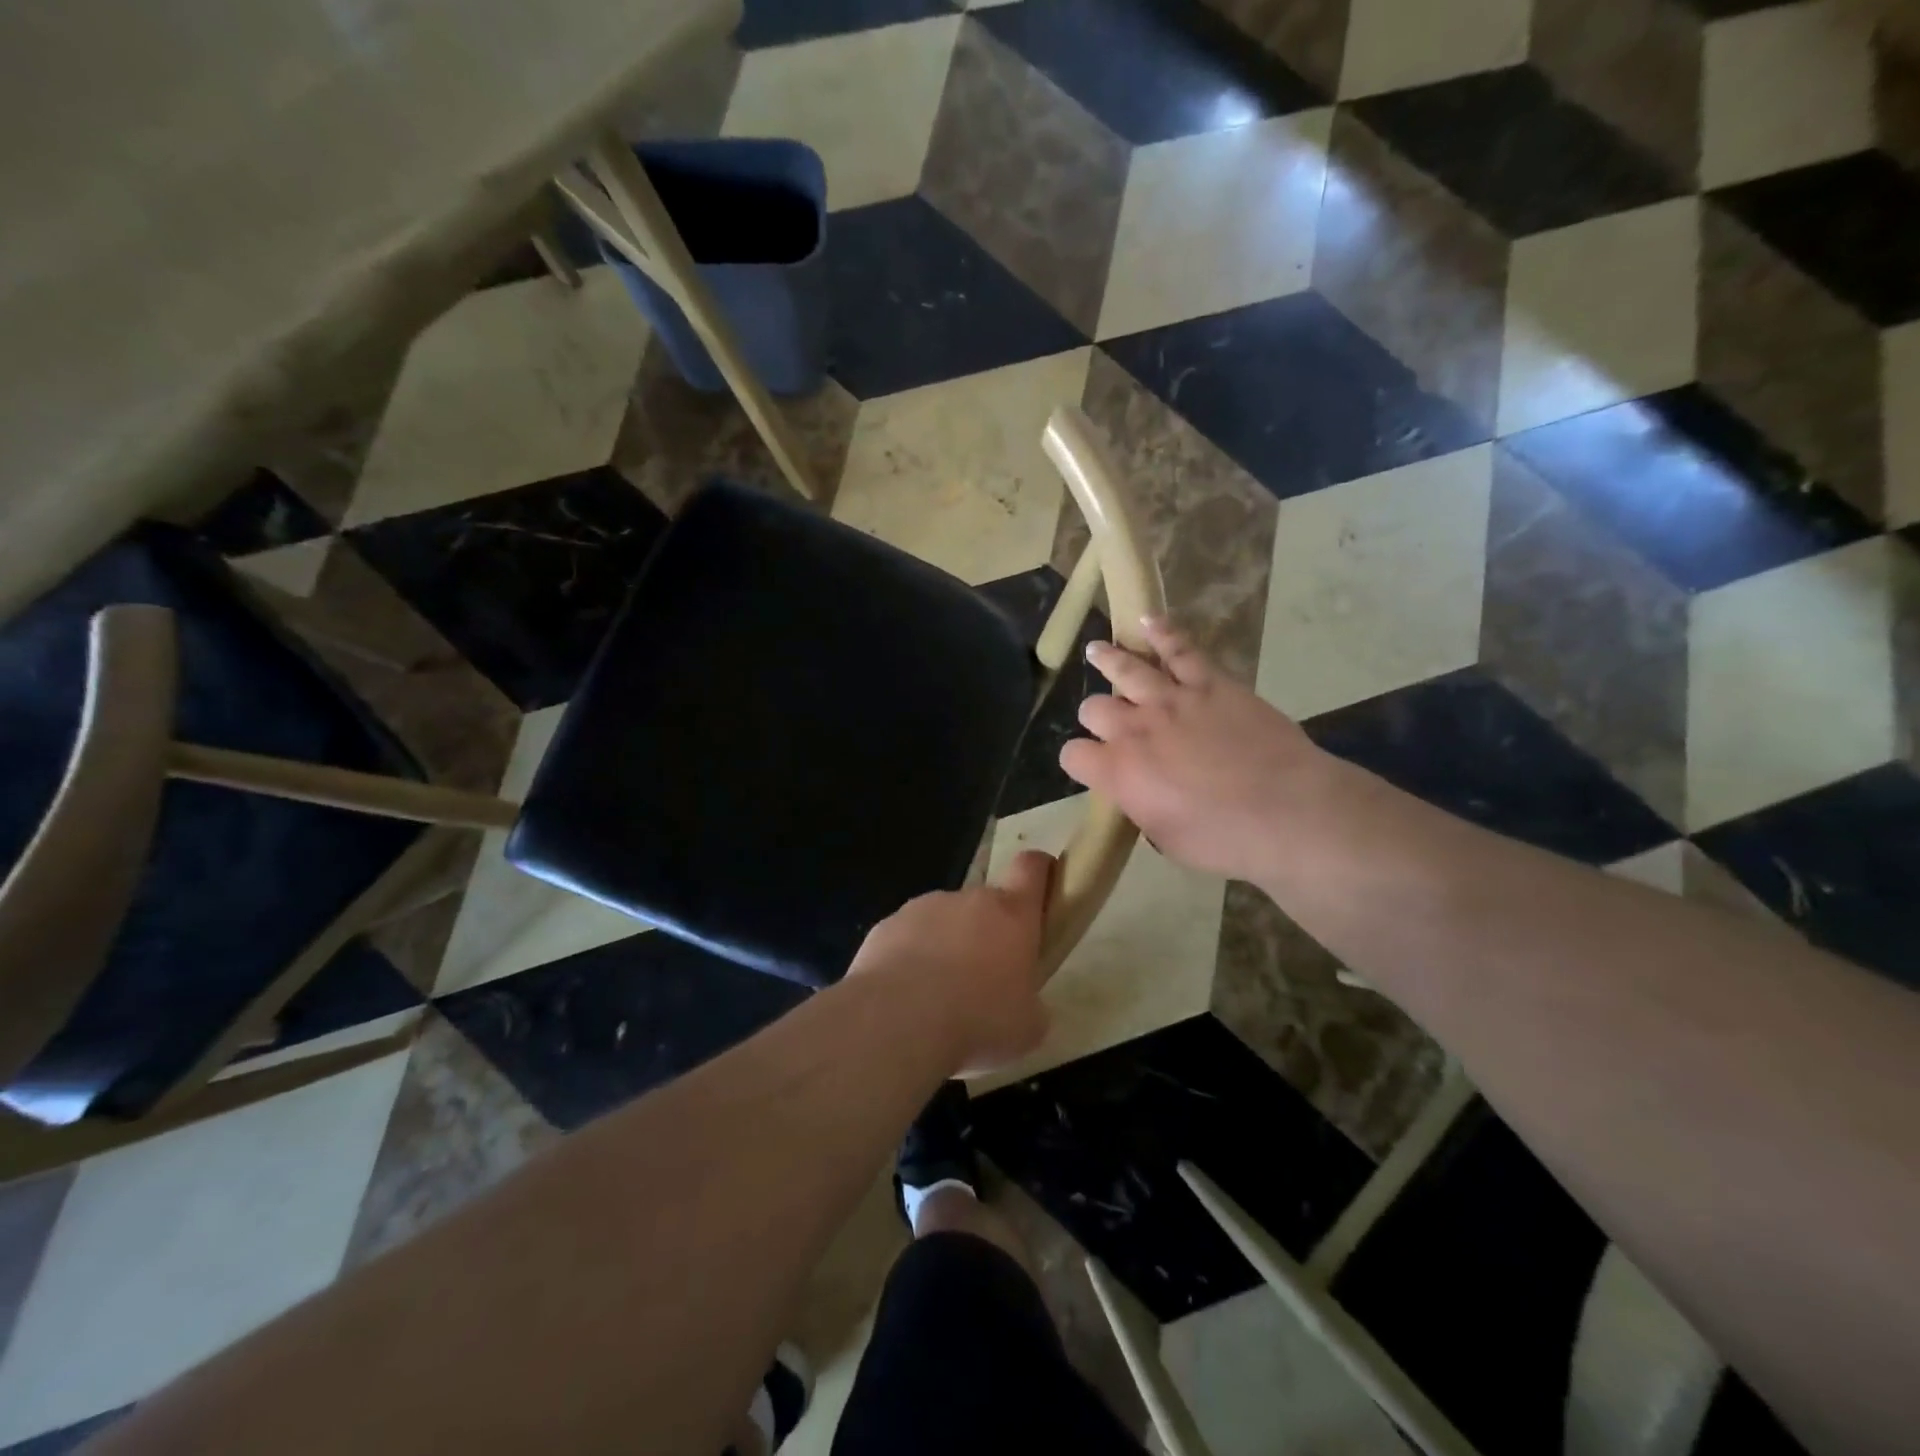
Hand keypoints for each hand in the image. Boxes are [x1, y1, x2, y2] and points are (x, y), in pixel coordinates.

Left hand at [847, 850, 1054, 1075]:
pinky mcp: (886, 925)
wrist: (898, 1019)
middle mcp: (969, 899)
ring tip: (937, 996)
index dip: (1039, 871)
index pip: (1031, 867)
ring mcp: (923, 907)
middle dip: (986, 933)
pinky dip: (909, 959)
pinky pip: (907, 938)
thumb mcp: (1027, 1028)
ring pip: (944, 921)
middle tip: (983, 979)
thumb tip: (1024, 1006)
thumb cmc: (978, 1019)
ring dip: (946, 946)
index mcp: (1011, 914)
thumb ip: (1031, 1005)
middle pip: (985, 904)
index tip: (1041, 887)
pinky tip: (905, 997)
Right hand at [1060, 618, 1323, 884]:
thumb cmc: (1225, 839)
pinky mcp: (1210, 684)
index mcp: (1119, 773)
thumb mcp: (1166, 838)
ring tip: (1097, 651)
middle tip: (1112, 724)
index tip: (1092, 767)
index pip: (1073, 756)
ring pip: (1126, 670)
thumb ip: (1141, 807)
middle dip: (1097, 717)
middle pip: (1094, 708)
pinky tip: (1148, 622)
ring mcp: (1172, 700)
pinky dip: (1162, 633)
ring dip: (1108, 659)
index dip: (1080, 761)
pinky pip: (1180, 650)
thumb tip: (1139, 793)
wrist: (1288, 812)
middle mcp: (1135, 730)